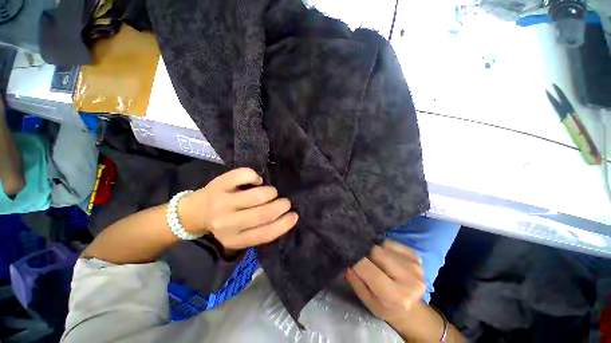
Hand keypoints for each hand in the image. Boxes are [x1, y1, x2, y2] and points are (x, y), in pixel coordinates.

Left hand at [178, 168, 297, 248]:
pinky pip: (245, 175)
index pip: (265, 234)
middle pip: (263, 214)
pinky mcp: (219, 184)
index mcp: (235, 239)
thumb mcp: (240, 234)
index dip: (283, 224)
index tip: (294, 216)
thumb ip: (259, 230)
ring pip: (257, 195)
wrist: (195, 212)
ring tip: (270, 192)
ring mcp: (222, 202)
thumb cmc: (224, 223)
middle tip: (285, 202)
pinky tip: (255, 181)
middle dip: (281, 206)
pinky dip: (255, 177)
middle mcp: (227, 223)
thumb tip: (284, 216)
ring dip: (271, 192)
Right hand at [346, 240, 425, 325]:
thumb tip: (348, 261)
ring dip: (375, 249)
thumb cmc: (386, 307)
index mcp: (396, 296)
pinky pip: (392, 242)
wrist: (412, 310)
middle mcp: (409, 280)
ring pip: (383, 245)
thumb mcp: (367, 301)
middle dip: (365, 252)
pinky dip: (384, 246)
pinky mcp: (416, 257)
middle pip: (376, 251)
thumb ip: (356, 281)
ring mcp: (415, 266)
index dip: (355, 259)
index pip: (368, 268)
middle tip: (361, 257)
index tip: (349, 256)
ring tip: (375, 259)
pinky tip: (386, 256)